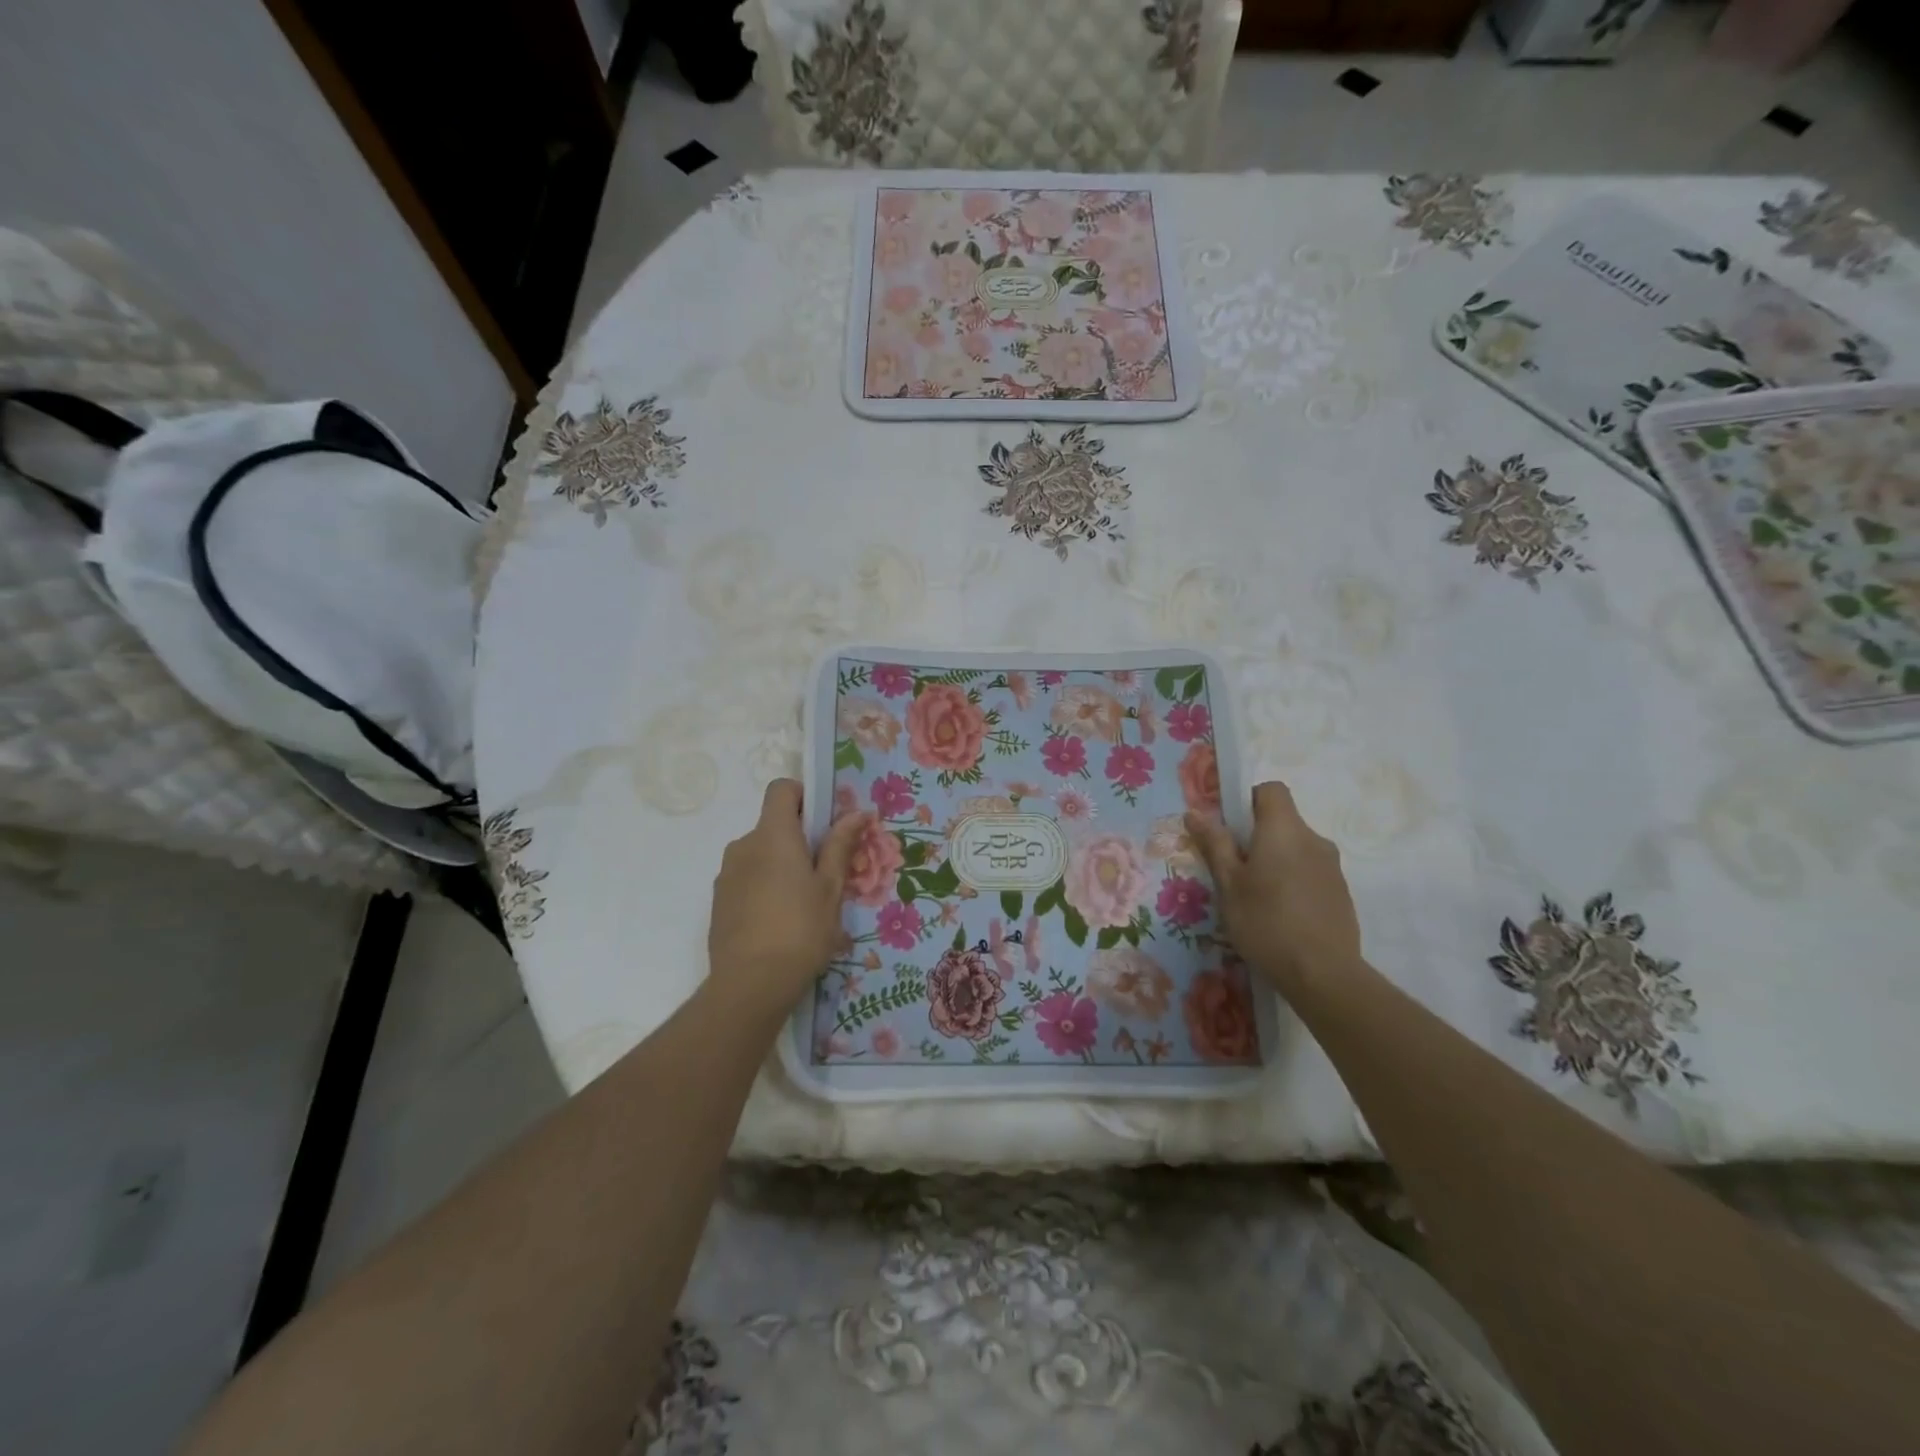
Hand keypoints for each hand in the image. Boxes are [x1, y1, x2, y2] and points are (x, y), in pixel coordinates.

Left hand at [708, 779, 867, 1021]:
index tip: (824, 820)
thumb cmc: (801, 930)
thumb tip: (858, 812)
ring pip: (760, 853)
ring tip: (804, 902)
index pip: (781, 789)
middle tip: (825, 870)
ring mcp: (726, 874)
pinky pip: (746, 877)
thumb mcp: (831, 888)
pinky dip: (764, 885)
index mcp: (773, 835)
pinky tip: (780, 920)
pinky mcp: (719, 900)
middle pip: (773, 824)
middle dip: (799, 837)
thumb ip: (840, 845)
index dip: (803, 795)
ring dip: (781, 864)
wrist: (750, 985)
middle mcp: (744, 845)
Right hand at [1186, 780, 1359, 992]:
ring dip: (1275, 860)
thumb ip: (1214, 844)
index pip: (1270, 790)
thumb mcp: (1229, 884)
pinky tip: (1280, 915)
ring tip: (1256, 898)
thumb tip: (1195, 813)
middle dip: (1256, 836)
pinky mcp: (1341, 892)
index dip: (1247, 800)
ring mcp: (1332, 866)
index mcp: (1283, 830)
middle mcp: (1313, 839)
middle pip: (1282, 820)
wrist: (1324, 974)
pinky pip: (1310, 871)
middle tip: (1233, 871)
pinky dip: (1293, 881)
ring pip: (1296, 848)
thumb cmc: (1266, 922)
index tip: (1230, 828)